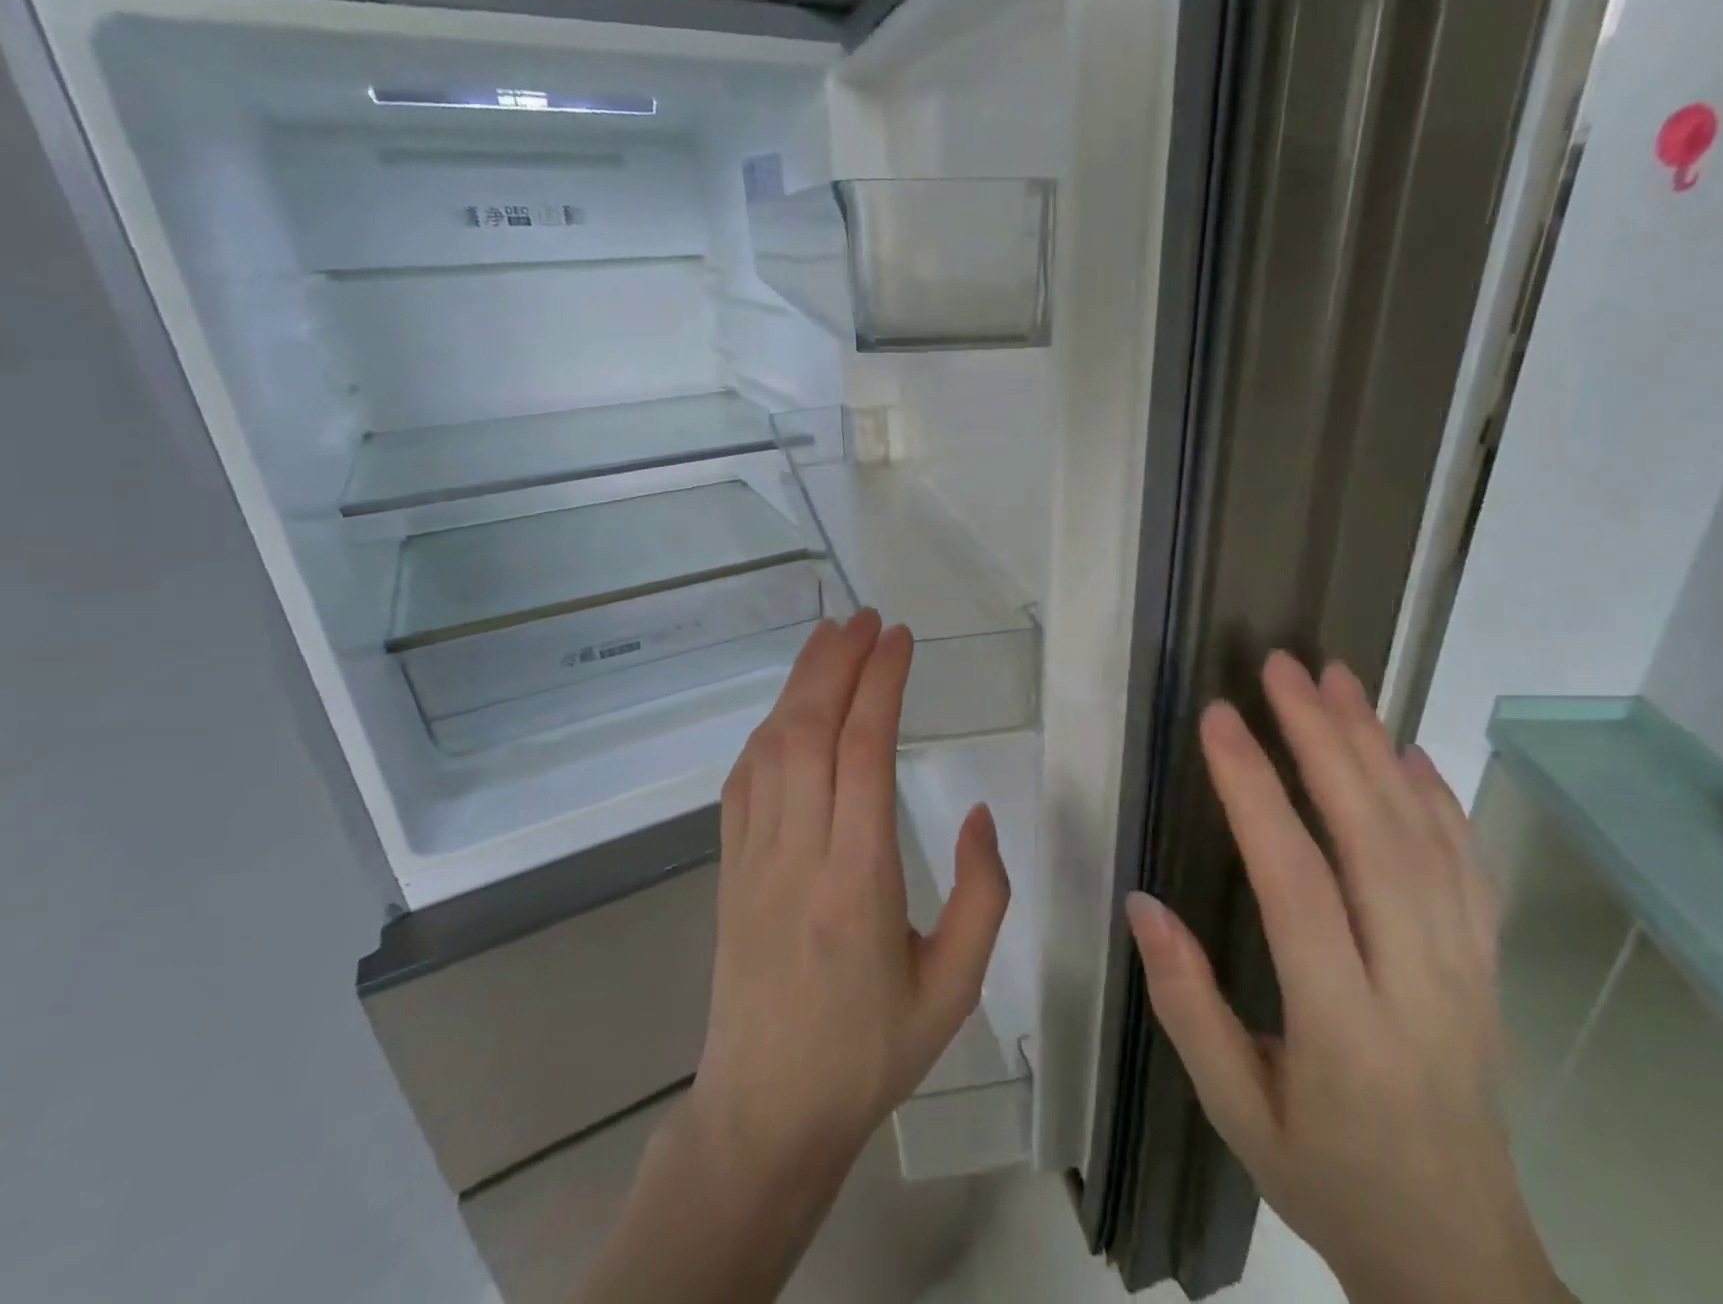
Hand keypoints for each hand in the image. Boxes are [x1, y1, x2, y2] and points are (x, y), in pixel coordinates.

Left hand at [689, 609, 1011, 1179]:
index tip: (900, 638)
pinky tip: (787, 709)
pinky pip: (743, 780)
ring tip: (830, 637)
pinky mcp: (728, 869)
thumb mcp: (955, 986)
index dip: (880, 684)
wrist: (765, 1114)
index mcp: (858, 881)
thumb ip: (982, 893)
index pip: (863, 752)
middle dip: (838, 663)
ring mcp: (753, 858)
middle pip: (810, 731)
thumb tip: (977, 811)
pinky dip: (767, 729)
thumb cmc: (871, 1052)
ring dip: (800, 683)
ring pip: (771, 746)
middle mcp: (798, 854)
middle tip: (867, 618)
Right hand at [1127, 653, 1566, 1303]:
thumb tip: (1142, 902)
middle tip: (1283, 668)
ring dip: (1378, 746)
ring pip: (1425, 838)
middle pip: (1374, 838)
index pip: (1296, 884)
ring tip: (1338, 679)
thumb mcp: (1234, 1113)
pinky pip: (1468, 866)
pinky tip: (1408, 750)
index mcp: (1343, 1027)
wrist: (1460, 1260)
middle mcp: (1416, 984)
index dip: (1255, 792)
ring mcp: (1465, 970)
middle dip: (1324, 738)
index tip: (1220, 720)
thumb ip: (1186, 1005)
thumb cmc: (1327, 1179)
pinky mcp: (1487, 967)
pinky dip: (1439, 797)